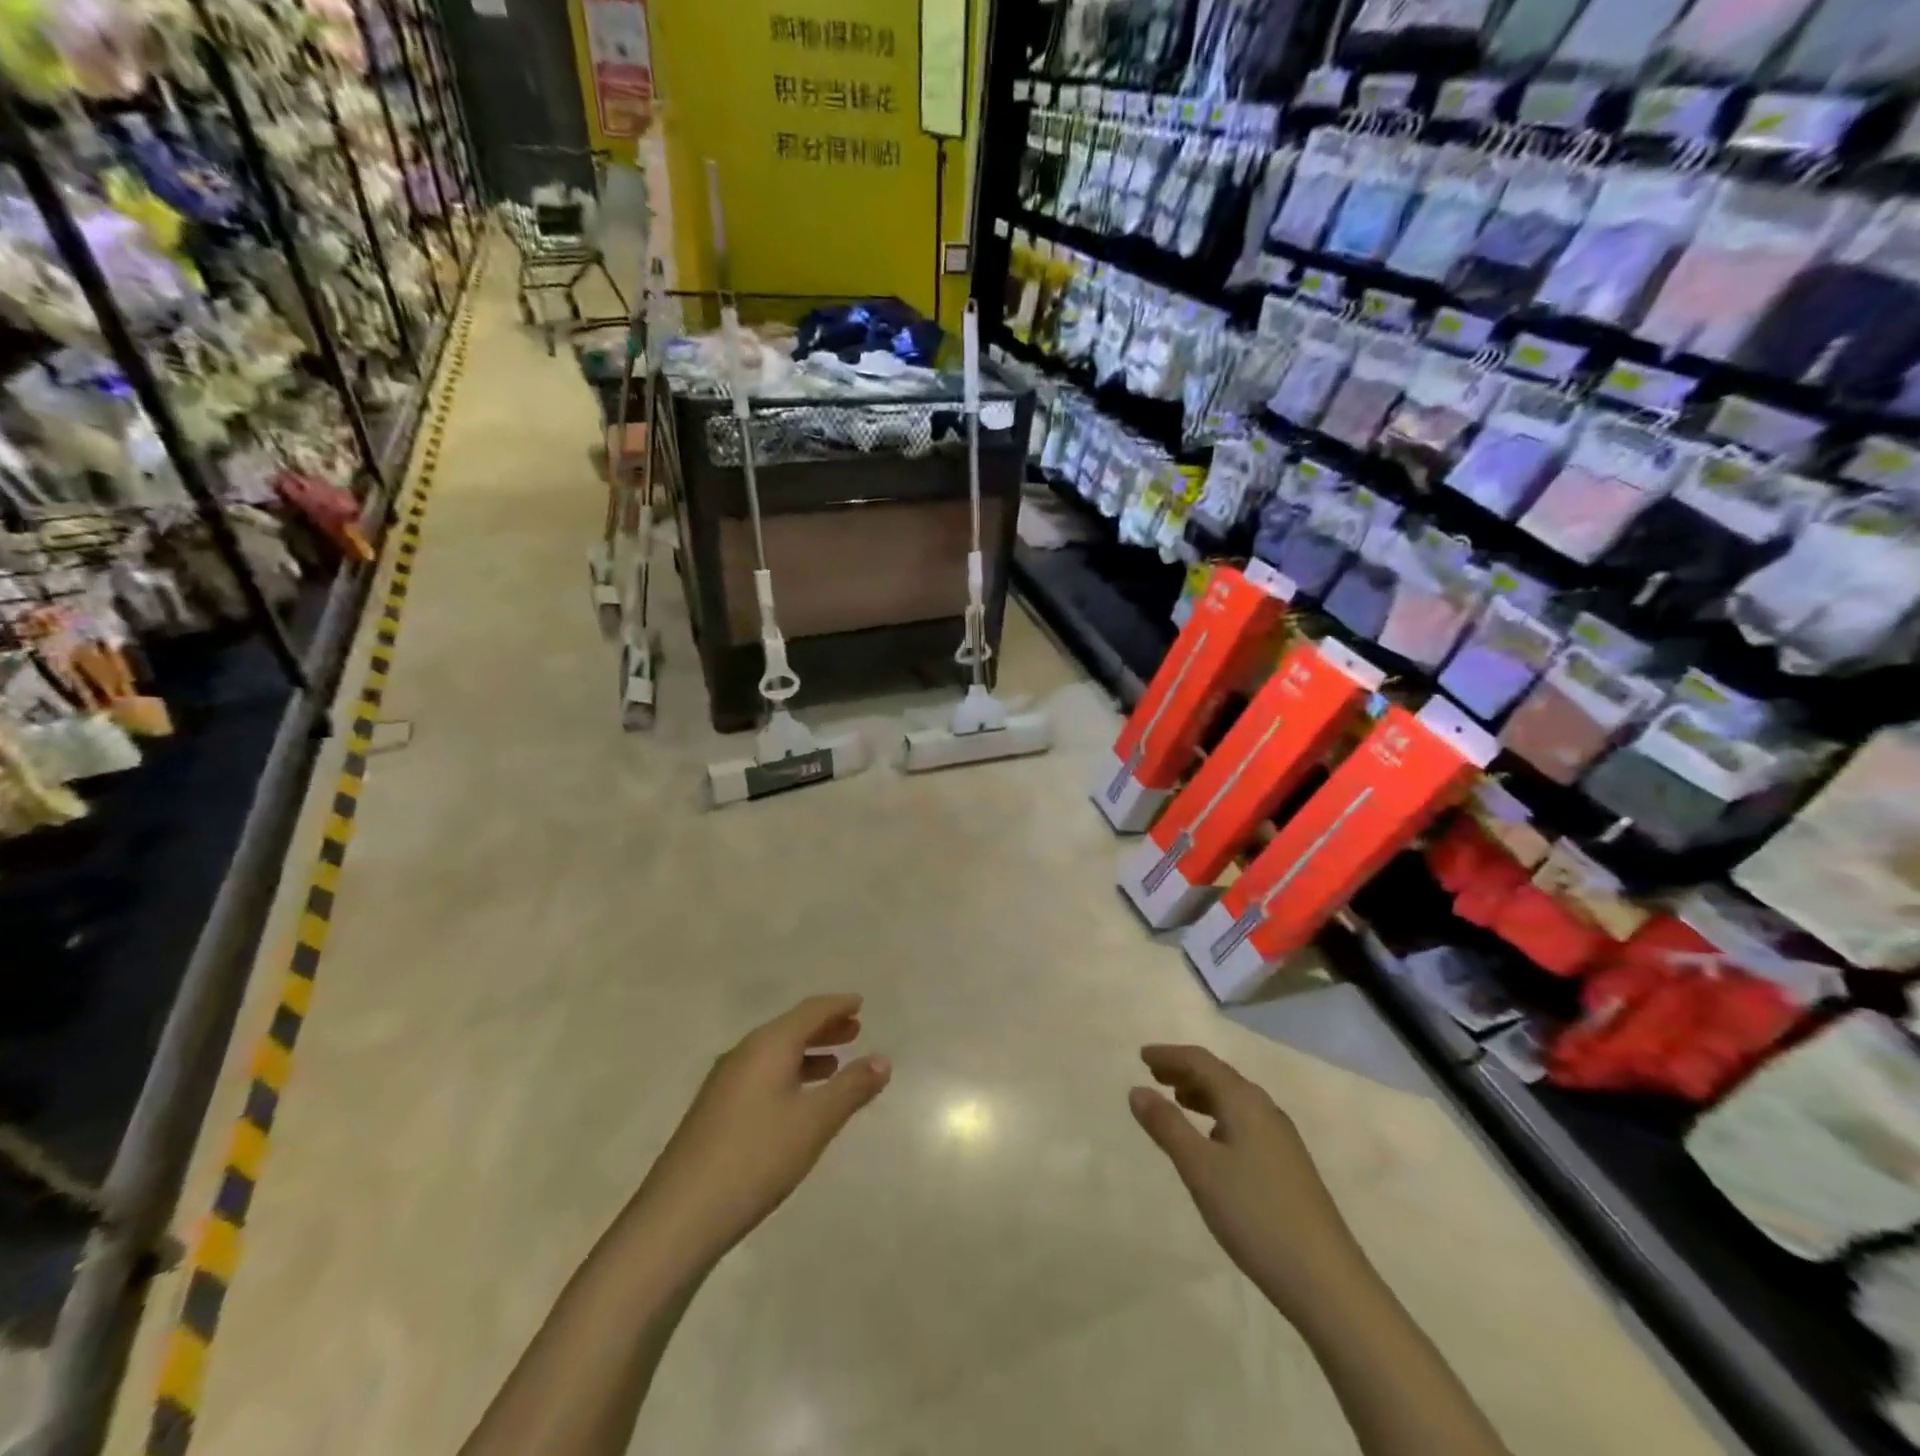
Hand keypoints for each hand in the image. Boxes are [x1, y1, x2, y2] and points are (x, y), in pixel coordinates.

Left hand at [634, 994, 889, 1263]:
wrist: (680, 1215)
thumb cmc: (757, 1157)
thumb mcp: (815, 1122)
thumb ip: (851, 1088)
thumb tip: (883, 1059)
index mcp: (769, 1045)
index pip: (810, 1011)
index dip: (837, 1005)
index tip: (859, 1002)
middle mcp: (745, 1053)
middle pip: (790, 1028)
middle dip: (824, 1028)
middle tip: (855, 1030)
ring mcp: (724, 1082)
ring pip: (774, 1053)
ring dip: (806, 1053)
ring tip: (834, 1064)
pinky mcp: (715, 1110)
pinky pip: (761, 1074)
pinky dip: (788, 1074)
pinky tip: (796, 1101)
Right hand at [1130, 1044, 1364, 1322]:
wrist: (1329, 1283)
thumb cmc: (1256, 1216)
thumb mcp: (1200, 1169)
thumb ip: (1167, 1126)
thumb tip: (1136, 1089)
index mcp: (1245, 1102)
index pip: (1201, 1061)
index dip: (1170, 1055)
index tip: (1141, 1056)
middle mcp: (1266, 1111)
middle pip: (1220, 1076)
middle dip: (1185, 1071)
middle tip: (1153, 1073)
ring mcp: (1282, 1140)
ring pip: (1235, 1101)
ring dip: (1202, 1094)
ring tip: (1177, 1101)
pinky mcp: (1289, 1168)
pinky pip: (1245, 1123)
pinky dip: (1219, 1117)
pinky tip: (1212, 1142)